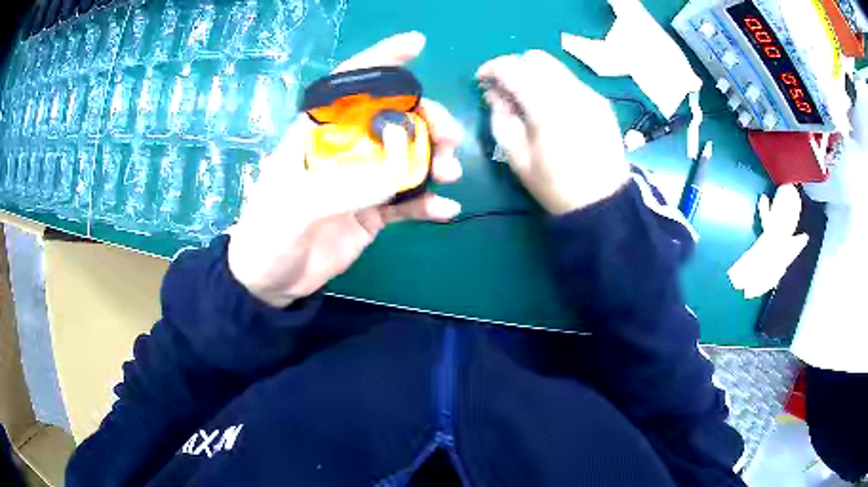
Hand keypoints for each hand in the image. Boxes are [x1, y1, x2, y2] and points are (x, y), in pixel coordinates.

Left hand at [227, 32, 463, 307]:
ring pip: (406, 156)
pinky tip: (446, 210)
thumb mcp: (293, 208)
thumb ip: (341, 187)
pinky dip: (429, 203)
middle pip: (390, 119)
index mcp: (316, 134)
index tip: (415, 44)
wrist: (271, 282)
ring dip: (434, 159)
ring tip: (450, 173)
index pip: (348, 86)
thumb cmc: (267, 237)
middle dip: (425, 119)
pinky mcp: (372, 211)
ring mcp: (360, 180)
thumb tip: (397, 173)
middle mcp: (343, 150)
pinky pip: (407, 200)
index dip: (380, 61)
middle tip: (449, 136)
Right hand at [477, 50, 628, 213]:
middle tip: (505, 88)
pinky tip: (553, 108)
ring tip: (528, 98)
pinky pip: (571, 80)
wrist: (604, 202)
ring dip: (535, 74)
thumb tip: (494, 94)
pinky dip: (554, 84)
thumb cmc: (556, 186)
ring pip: (555, 66)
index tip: (482, 80)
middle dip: (515, 66)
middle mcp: (571, 93)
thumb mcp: (517, 159)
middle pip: (535, 58)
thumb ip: (501, 119)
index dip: (492, 68)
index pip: (513, 68)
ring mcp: (590, 95)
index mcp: (547, 109)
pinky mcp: (602, 102)